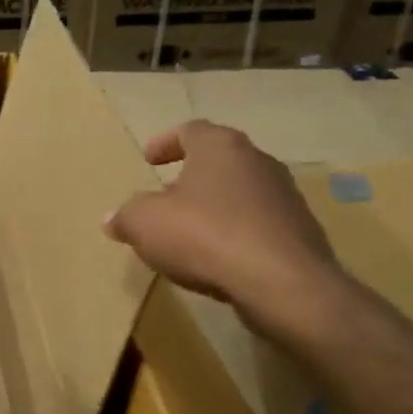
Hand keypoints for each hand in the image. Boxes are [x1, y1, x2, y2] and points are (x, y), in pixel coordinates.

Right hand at [103, 120, 343, 328]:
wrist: (282, 283)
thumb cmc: (205, 236)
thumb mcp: (144, 224)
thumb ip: (125, 216)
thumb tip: (113, 218)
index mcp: (221, 147)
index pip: (190, 130)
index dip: (165, 143)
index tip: (148, 160)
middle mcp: (258, 161)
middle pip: (218, 161)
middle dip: (189, 177)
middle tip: (164, 197)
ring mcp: (285, 196)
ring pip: (239, 192)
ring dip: (213, 206)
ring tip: (189, 232)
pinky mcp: (299, 231)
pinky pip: (256, 224)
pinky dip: (234, 233)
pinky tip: (217, 257)